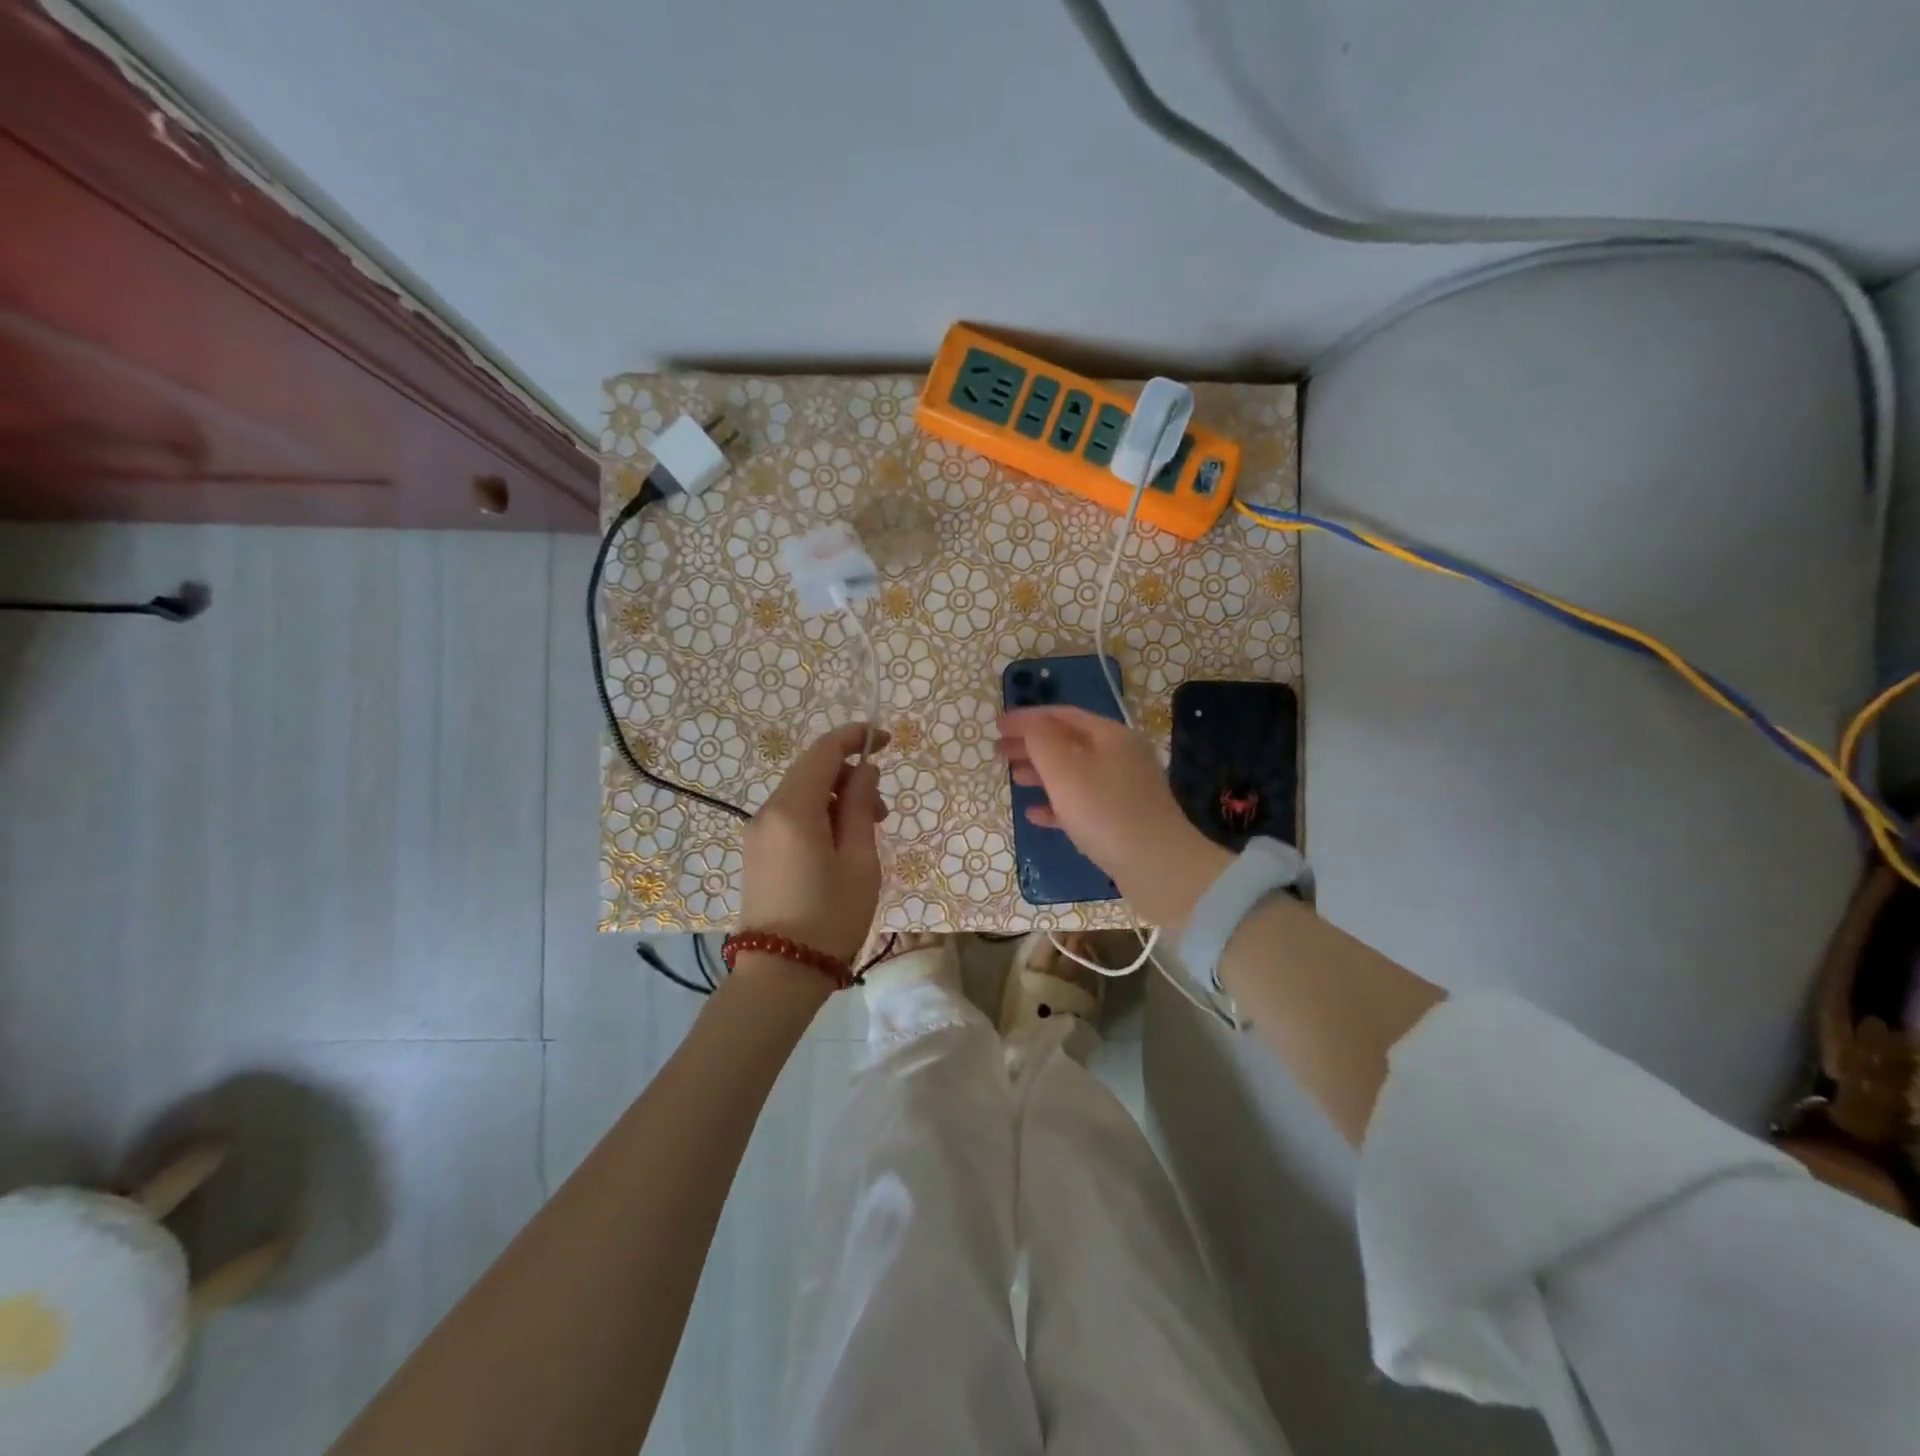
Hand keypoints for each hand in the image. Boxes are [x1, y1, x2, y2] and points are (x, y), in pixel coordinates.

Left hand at [739, 723, 889, 964]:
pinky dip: (819, 816)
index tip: (885, 740)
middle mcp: (768, 812)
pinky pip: (791, 817)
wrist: (780, 974)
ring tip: (866, 834)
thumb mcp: (860, 860)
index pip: (823, 751)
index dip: (855, 737)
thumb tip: (864, 770)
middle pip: (811, 771)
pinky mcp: (757, 853)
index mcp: (793, 809)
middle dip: (850, 776)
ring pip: (802, 795)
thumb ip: (861, 807)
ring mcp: (758, 833)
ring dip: (837, 799)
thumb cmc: (830, 916)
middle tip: (882, 811)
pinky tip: (840, 846)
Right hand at [997, 706, 1228, 927]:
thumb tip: (1030, 722)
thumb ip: (1041, 739)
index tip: (997, 725)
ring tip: (1014, 778)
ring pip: (1075, 772)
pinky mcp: (1123, 818)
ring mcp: (1124, 788)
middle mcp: (1121, 755)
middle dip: (1032, 744)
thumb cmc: (1104, 811)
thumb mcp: (1064, 769)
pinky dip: (1057, 803)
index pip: (1062, 715)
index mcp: (1110, 735)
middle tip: (999, 751)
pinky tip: (1035, 814)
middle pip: (1069, 741)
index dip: (1027, 717)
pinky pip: (1083, 802)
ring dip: (1042, 772)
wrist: (1158, 866)